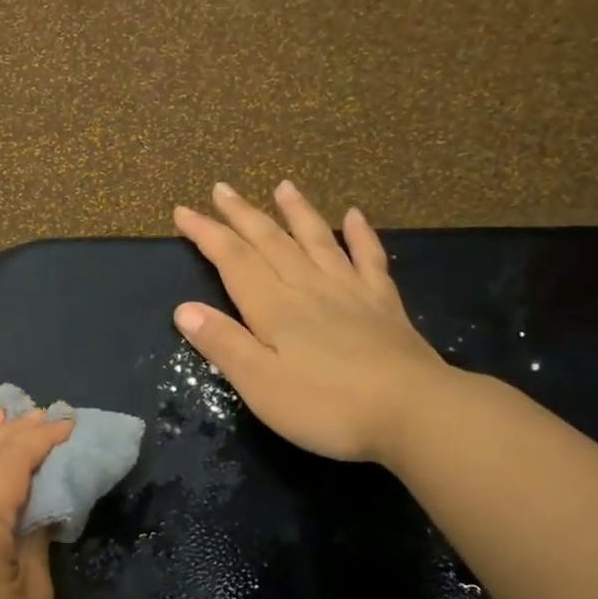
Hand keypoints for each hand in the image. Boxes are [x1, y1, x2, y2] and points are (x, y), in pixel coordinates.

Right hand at [171, 181, 453, 466]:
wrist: (415, 412)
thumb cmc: (327, 406)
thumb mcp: (260, 385)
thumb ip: (223, 344)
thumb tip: (184, 308)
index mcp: (273, 307)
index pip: (232, 260)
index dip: (206, 233)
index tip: (183, 211)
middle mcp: (308, 287)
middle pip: (269, 241)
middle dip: (242, 214)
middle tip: (222, 188)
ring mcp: (350, 291)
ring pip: (316, 240)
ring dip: (296, 212)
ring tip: (282, 186)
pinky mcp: (384, 303)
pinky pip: (368, 258)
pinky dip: (360, 234)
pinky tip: (354, 215)